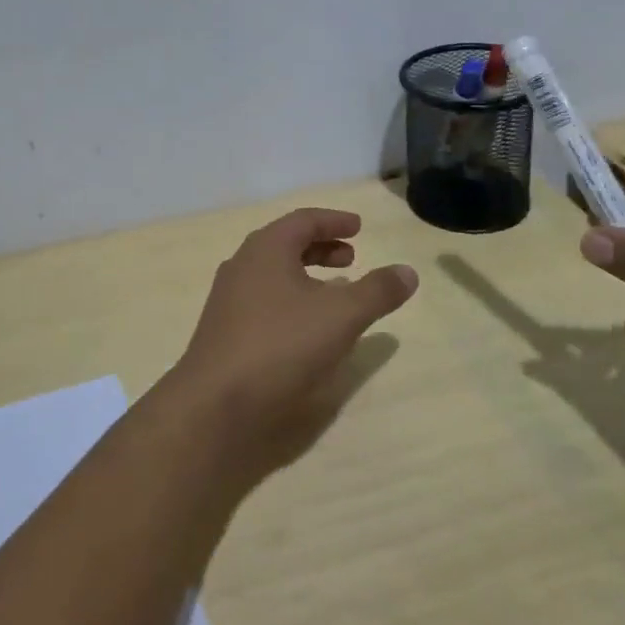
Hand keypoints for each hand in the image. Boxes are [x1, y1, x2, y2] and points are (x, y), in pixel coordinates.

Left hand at [161, 208, 417, 474]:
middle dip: (321, 247)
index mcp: (266, 248)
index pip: (303, 220)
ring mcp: (229, 299)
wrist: (216, 403)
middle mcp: (243, 265)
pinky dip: (291, 300)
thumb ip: (377, 291)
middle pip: (286, 244)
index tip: (359, 227)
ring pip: (273, 274)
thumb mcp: (341, 315)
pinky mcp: (225, 330)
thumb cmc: (281, 345)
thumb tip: (408, 271)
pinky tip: (306, 327)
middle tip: (351, 257)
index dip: (334, 221)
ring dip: (306, 275)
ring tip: (335, 291)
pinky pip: (264, 300)